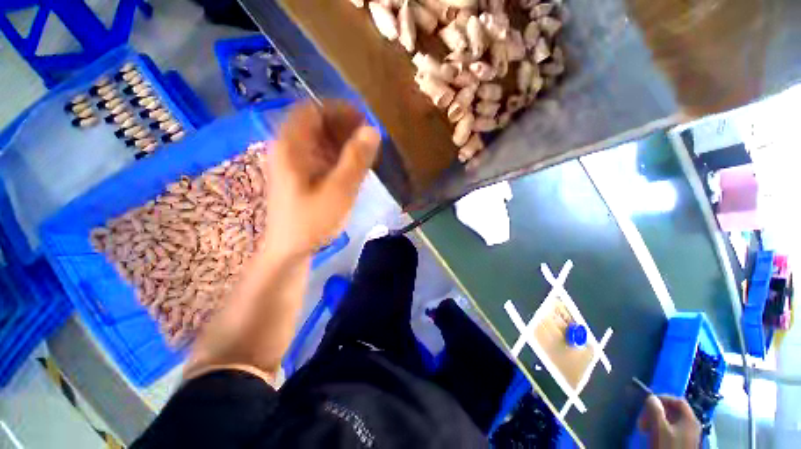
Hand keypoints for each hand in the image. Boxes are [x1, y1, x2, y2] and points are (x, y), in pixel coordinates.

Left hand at [262, 100, 379, 257]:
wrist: (291, 249)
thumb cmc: (313, 221)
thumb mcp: (339, 190)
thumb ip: (356, 160)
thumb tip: (372, 130)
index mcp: (290, 146)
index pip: (312, 110)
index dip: (339, 110)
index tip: (364, 119)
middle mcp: (287, 148)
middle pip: (315, 123)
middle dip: (343, 126)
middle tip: (368, 138)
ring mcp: (292, 162)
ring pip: (318, 139)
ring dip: (342, 141)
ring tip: (364, 152)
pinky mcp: (299, 175)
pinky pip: (319, 154)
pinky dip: (337, 155)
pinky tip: (351, 166)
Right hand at [639, 395, 700, 448]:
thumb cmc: (667, 446)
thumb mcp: (659, 428)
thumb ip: (655, 410)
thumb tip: (651, 397)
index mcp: (690, 419)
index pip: (678, 400)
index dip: (663, 398)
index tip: (648, 402)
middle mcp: (692, 424)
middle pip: (674, 410)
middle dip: (657, 411)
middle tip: (644, 417)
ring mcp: (689, 434)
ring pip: (672, 420)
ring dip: (657, 420)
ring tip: (646, 426)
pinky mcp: (684, 442)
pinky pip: (672, 429)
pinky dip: (661, 428)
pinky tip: (653, 433)